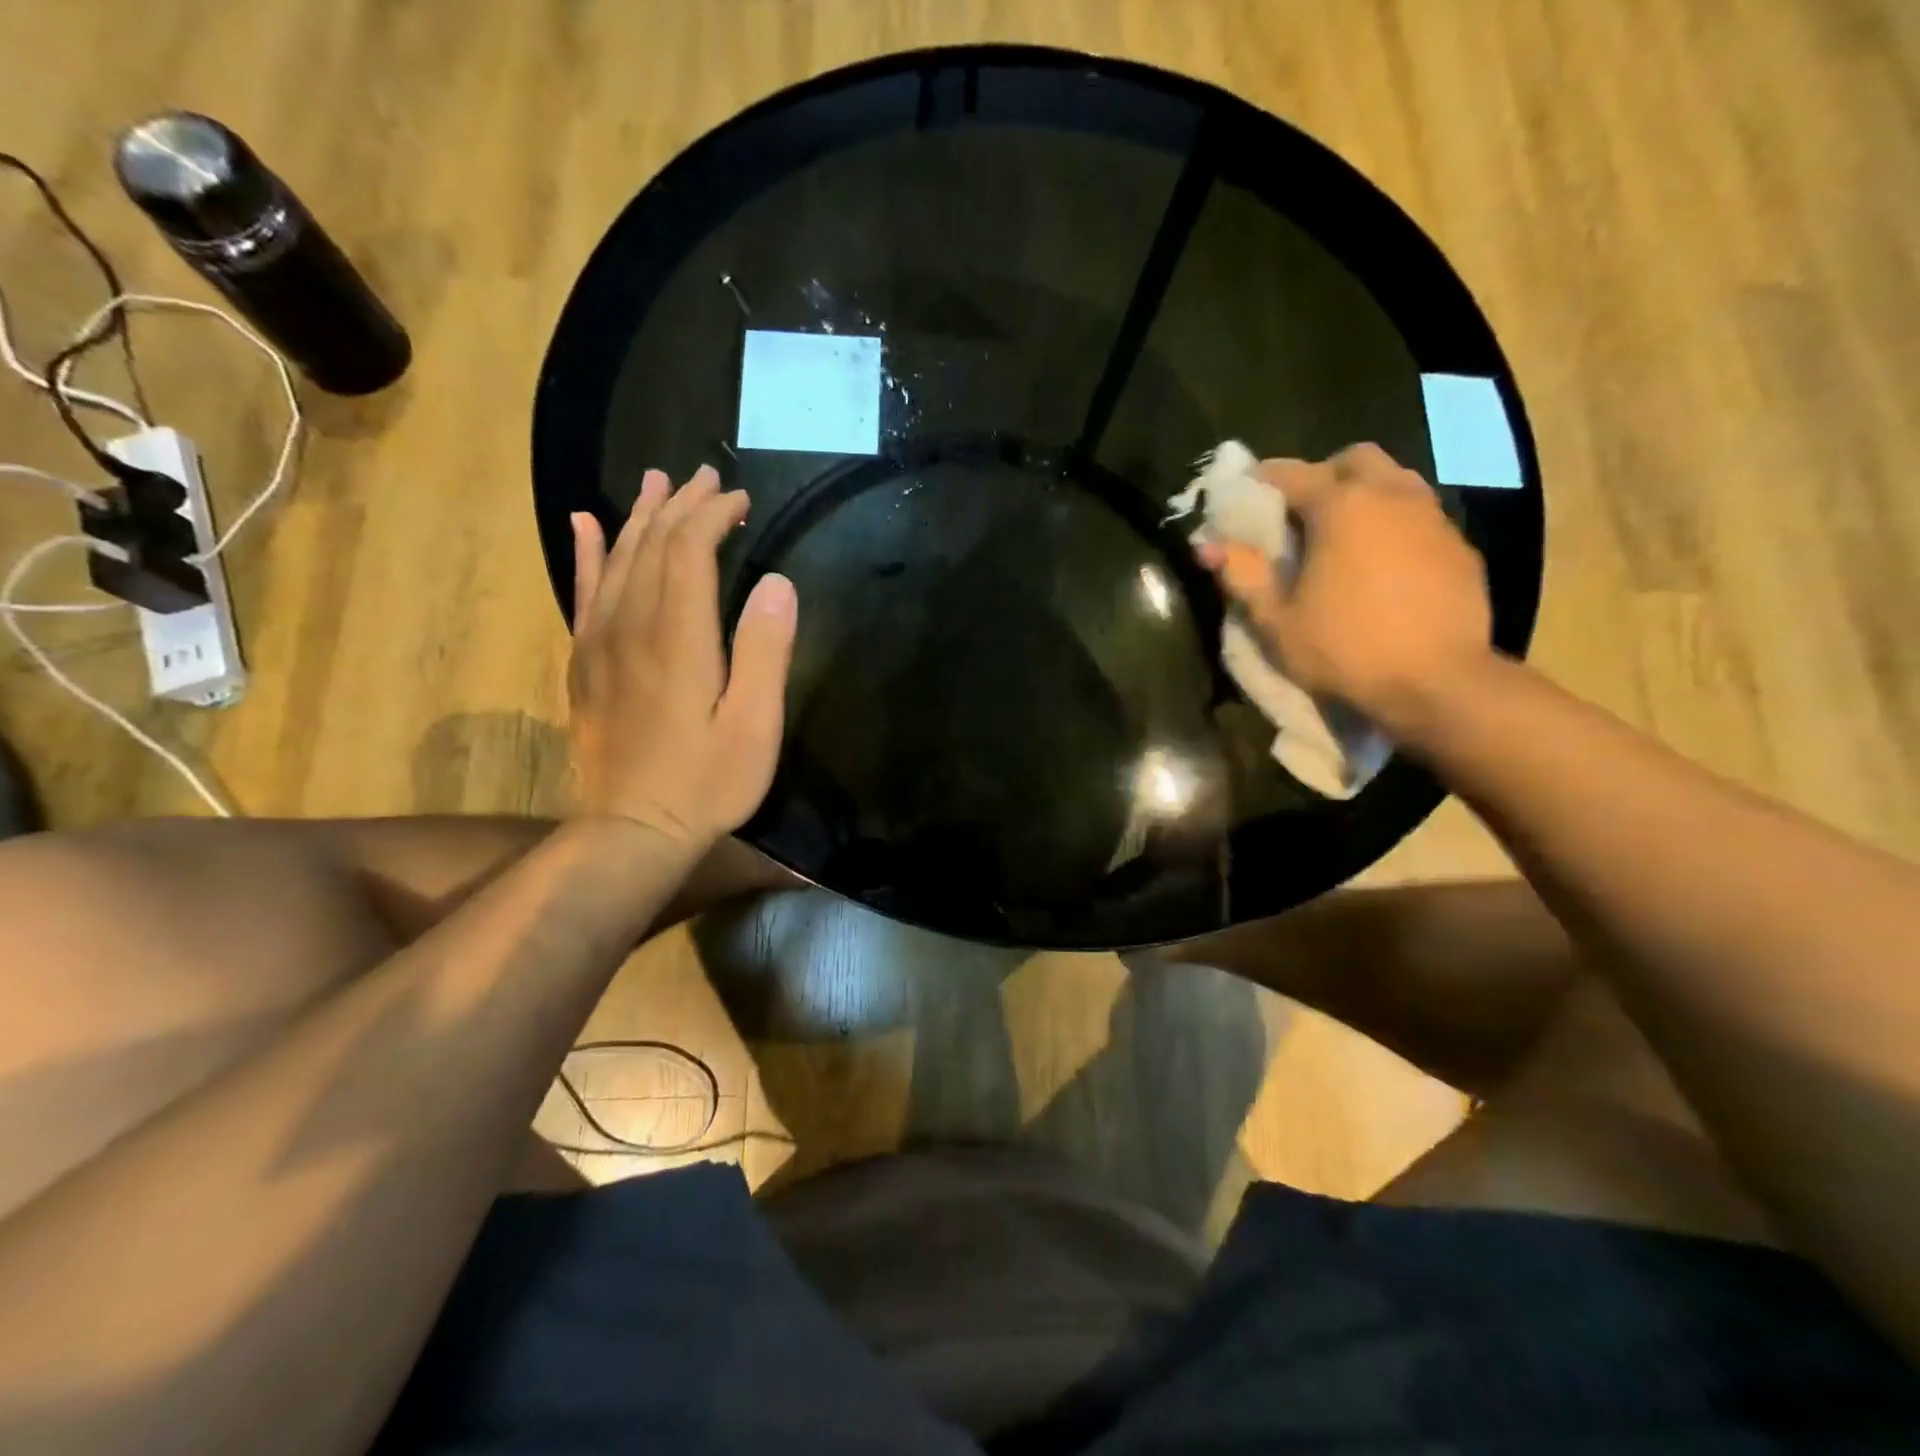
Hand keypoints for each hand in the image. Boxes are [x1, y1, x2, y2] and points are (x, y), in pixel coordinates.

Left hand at [567, 466, 797, 846]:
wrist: (633, 830)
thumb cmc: (707, 782)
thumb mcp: (755, 724)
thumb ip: (765, 650)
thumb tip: (778, 582)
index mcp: (679, 637)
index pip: (690, 551)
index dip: (713, 516)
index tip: (740, 499)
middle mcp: (633, 626)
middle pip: (651, 545)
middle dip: (680, 505)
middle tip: (705, 476)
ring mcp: (601, 643)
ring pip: (616, 560)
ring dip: (639, 517)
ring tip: (655, 482)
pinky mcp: (585, 663)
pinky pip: (582, 593)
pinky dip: (587, 553)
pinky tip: (586, 524)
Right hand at [1197, 444, 1491, 736]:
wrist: (1437, 682)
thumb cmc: (1344, 649)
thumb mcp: (1276, 621)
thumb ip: (1242, 576)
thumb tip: (1207, 546)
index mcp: (1340, 507)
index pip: (1293, 473)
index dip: (1263, 479)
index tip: (1245, 492)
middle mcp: (1391, 496)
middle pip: (1355, 459)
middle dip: (1324, 475)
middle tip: (1301, 512)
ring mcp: (1432, 518)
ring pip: (1395, 480)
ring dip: (1365, 494)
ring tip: (1344, 535)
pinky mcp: (1460, 546)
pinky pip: (1421, 515)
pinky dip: (1395, 524)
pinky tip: (1383, 563)